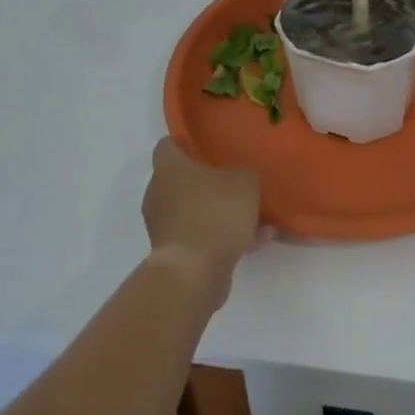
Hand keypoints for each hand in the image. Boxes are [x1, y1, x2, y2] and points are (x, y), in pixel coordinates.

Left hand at [143, 138, 263, 304]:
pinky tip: (255, 242)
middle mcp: (158, 193)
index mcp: (169, 167)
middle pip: (181, 180)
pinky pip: (201, 237)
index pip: (167, 145)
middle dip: (208, 182)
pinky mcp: (173, 254)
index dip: (186, 143)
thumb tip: (237, 179)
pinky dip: (223, 238)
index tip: (207, 146)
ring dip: (220, 214)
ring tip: (256, 219)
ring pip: (195, 211)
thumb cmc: (215, 212)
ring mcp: (163, 226)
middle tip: (236, 183)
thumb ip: (242, 174)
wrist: (193, 272)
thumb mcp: (244, 182)